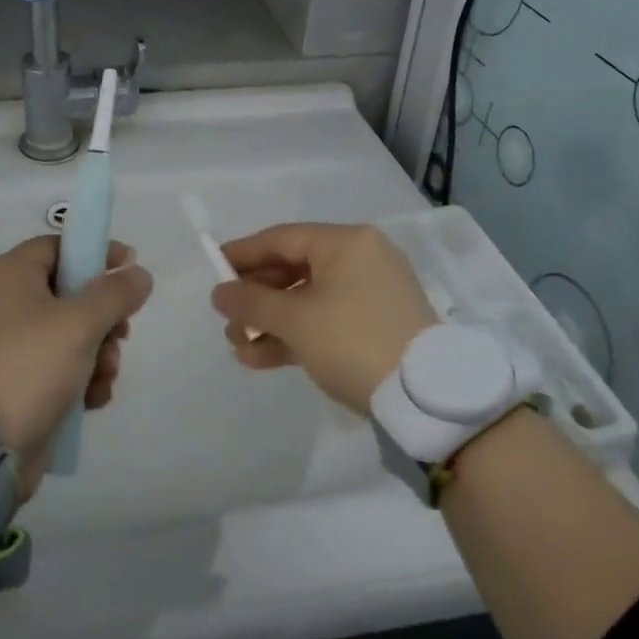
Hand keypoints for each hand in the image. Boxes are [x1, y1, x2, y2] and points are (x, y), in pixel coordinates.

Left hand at [0, 236, 152, 496]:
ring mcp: (8, 346)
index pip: (58, 246)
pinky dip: (81, 378)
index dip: (96, 253)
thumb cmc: (28, 367)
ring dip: (99, 352)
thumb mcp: (79, 323)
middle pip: (69, 292)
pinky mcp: (16, 382)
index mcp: (8, 276)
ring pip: (70, 333)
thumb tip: (138, 274)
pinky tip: (92, 398)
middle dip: (104, 316)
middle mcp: (4, 304)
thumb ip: (115, 293)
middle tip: (121, 334)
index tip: (129, 270)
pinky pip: (59, 367)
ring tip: (104, 374)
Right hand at [210, 223, 437, 414]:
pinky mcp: (375, 327)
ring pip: (307, 300)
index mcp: (347, 243)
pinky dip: (295, 336)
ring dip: (270, 322)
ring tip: (238, 347)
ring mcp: (371, 295)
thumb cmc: (354, 340)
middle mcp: (361, 260)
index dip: (244, 253)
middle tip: (227, 319)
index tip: (213, 267)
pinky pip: (325, 321)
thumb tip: (220, 292)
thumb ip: (251, 301)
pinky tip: (261, 359)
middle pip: (293, 269)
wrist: (426, 399)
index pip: (283, 238)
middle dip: (256, 297)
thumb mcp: (295, 320)